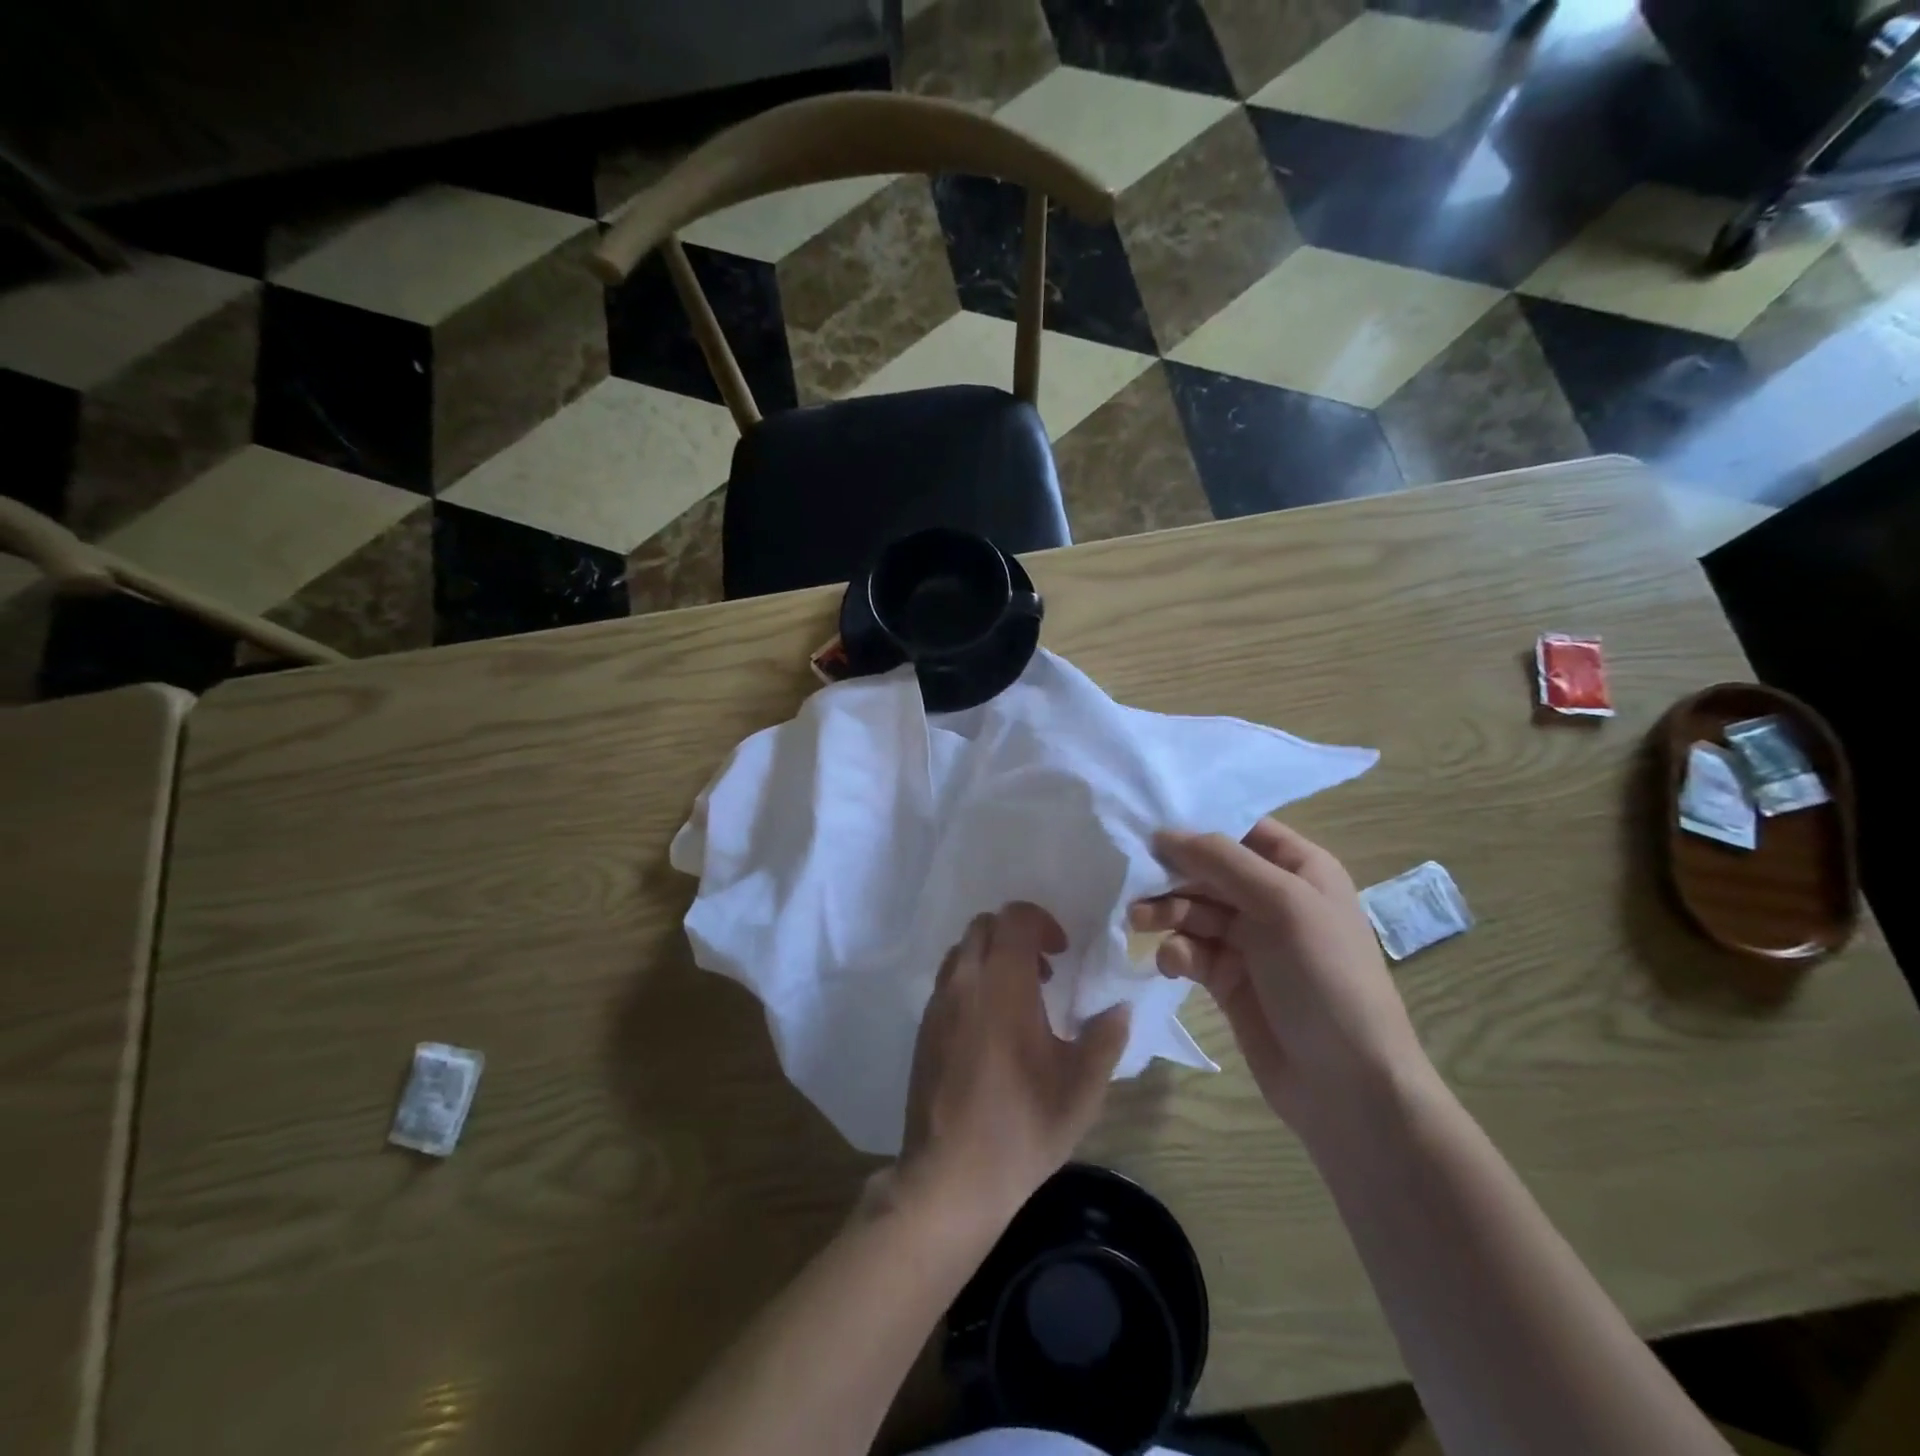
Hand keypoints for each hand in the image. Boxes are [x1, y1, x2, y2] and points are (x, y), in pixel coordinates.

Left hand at [898, 902, 1129, 1221]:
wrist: (949, 1176)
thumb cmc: (1021, 1128)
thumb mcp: (1080, 1089)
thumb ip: (1104, 1038)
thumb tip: (1119, 1008)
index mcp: (1003, 985)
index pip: (1015, 918)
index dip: (1042, 922)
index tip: (1062, 954)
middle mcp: (964, 982)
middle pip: (985, 925)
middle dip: (1017, 936)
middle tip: (1044, 973)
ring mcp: (938, 1003)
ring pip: (962, 951)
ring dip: (992, 957)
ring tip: (1019, 999)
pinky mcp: (924, 1027)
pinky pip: (949, 980)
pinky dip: (973, 981)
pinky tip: (992, 1028)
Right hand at [1130, 819, 1429, 1133]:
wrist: (1347, 1086)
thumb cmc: (1325, 978)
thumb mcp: (1282, 905)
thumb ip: (1222, 861)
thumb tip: (1164, 832)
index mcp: (1300, 869)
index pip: (1241, 829)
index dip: (1198, 826)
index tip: (1150, 826)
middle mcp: (1273, 898)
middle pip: (1209, 870)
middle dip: (1172, 875)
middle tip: (1134, 883)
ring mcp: (1250, 941)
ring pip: (1193, 909)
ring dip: (1166, 912)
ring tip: (1140, 922)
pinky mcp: (1227, 978)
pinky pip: (1191, 950)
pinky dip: (1176, 952)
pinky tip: (1171, 964)